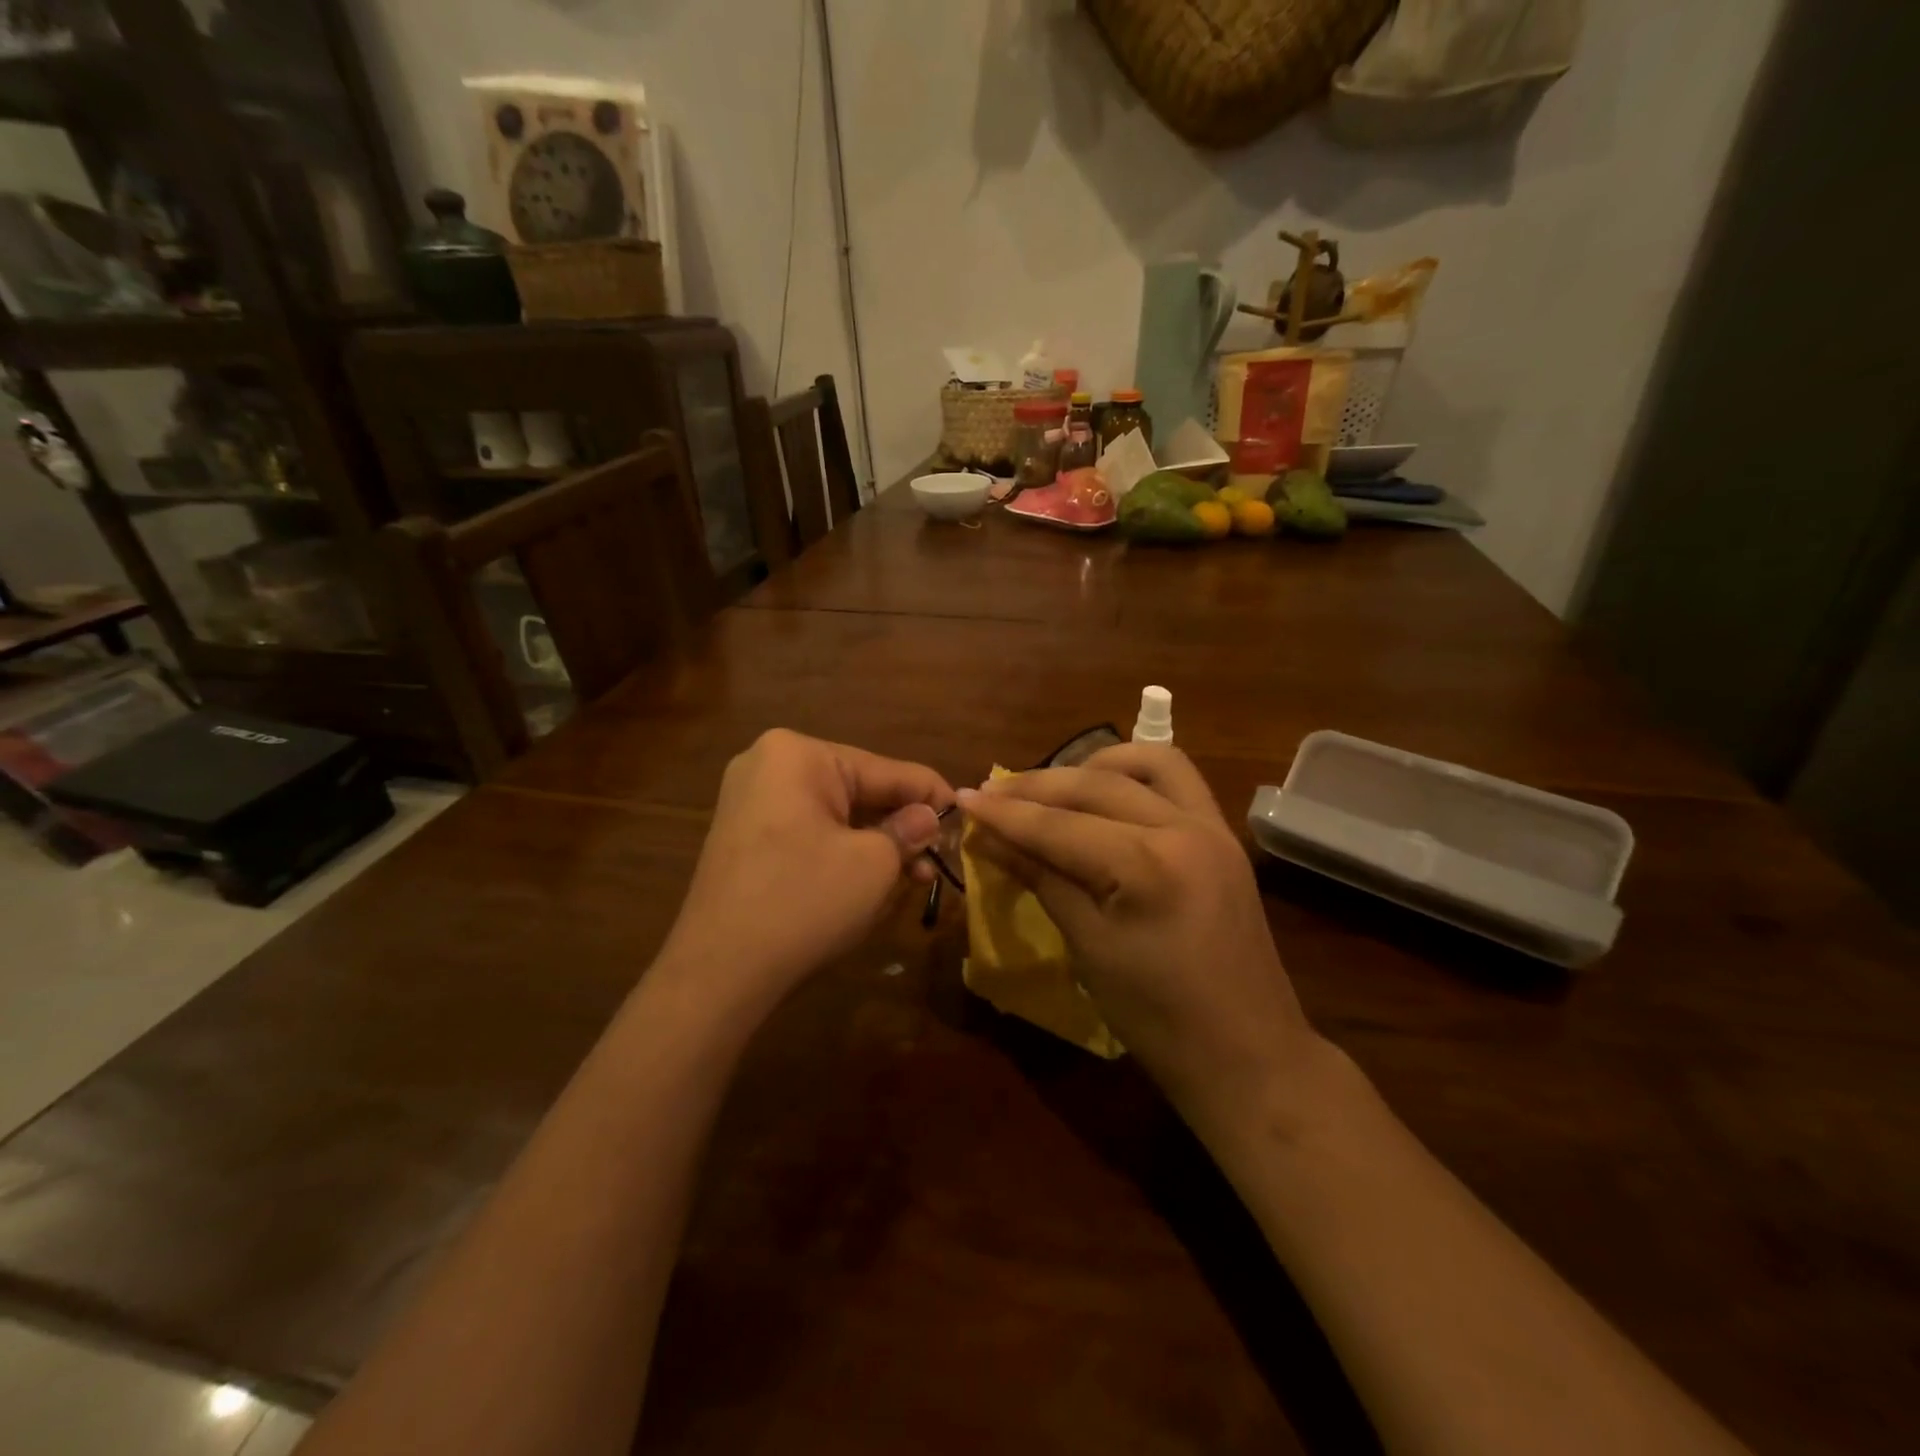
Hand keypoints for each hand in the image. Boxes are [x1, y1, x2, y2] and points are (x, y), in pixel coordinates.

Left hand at [659, 730, 952, 1012]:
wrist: (717, 973)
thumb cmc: (804, 902)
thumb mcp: (873, 864)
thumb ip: (909, 831)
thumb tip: (930, 817)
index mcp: (799, 755)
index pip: (886, 770)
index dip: (933, 795)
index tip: (967, 818)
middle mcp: (769, 765)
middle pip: (859, 791)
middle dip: (902, 827)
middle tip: (939, 860)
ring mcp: (751, 802)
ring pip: (836, 816)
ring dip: (876, 845)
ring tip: (914, 880)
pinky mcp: (745, 838)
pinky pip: (809, 833)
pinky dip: (843, 854)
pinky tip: (872, 882)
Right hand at [959, 744, 1316, 1122]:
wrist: (1247, 1055)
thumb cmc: (1157, 1018)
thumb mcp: (1089, 947)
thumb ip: (1041, 879)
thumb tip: (989, 839)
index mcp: (1148, 865)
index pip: (1060, 827)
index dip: (1006, 813)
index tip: (963, 797)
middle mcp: (1185, 829)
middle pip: (1097, 785)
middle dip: (1038, 786)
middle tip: (992, 790)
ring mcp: (1213, 828)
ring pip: (1148, 763)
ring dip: (1094, 764)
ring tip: (1054, 785)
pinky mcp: (1224, 838)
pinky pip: (1180, 782)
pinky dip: (1136, 776)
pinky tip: (1107, 795)